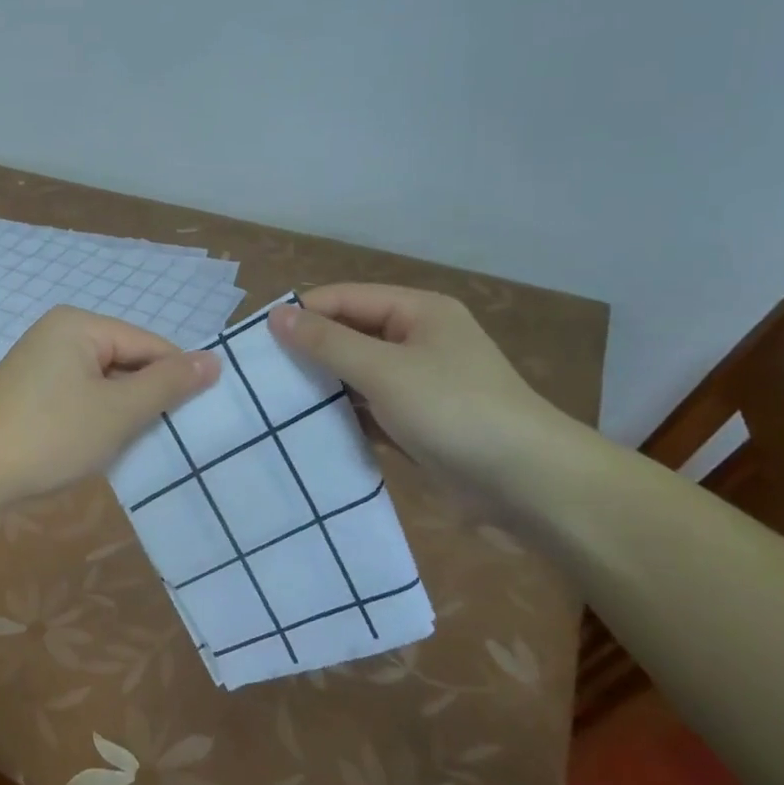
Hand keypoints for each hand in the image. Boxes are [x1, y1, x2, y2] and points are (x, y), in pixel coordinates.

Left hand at [0, 306, 219, 503]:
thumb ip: (167, 384)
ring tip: (133, 444)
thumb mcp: (118, 411)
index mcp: (79, 324)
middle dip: (145, 397)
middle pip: (126, 360)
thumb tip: (213, 359)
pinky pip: (79, 395)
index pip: (149, 344)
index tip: (197, 418)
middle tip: (166, 437)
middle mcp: (58, 333)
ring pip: (104, 382)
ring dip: (121, 412)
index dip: (177, 379)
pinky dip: (96, 418)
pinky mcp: (30, 390)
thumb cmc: (51, 435)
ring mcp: (40, 361)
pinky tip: (99, 445)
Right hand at [268, 284, 574, 507]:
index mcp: (417, 312)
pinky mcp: (416, 423)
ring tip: (270, 401)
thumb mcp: (385, 370)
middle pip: (348, 335)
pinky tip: (306, 428)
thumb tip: (276, 316)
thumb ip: (327, 342)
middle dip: (307, 352)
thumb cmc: (455, 411)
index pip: (343, 299)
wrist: (530, 486)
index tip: (253, 340)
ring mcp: (418, 384)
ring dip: (321, 386)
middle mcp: (417, 340)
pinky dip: (342, 415)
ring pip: (355, 374)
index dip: (300, 314)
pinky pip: (368, 409)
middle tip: (256, 374)